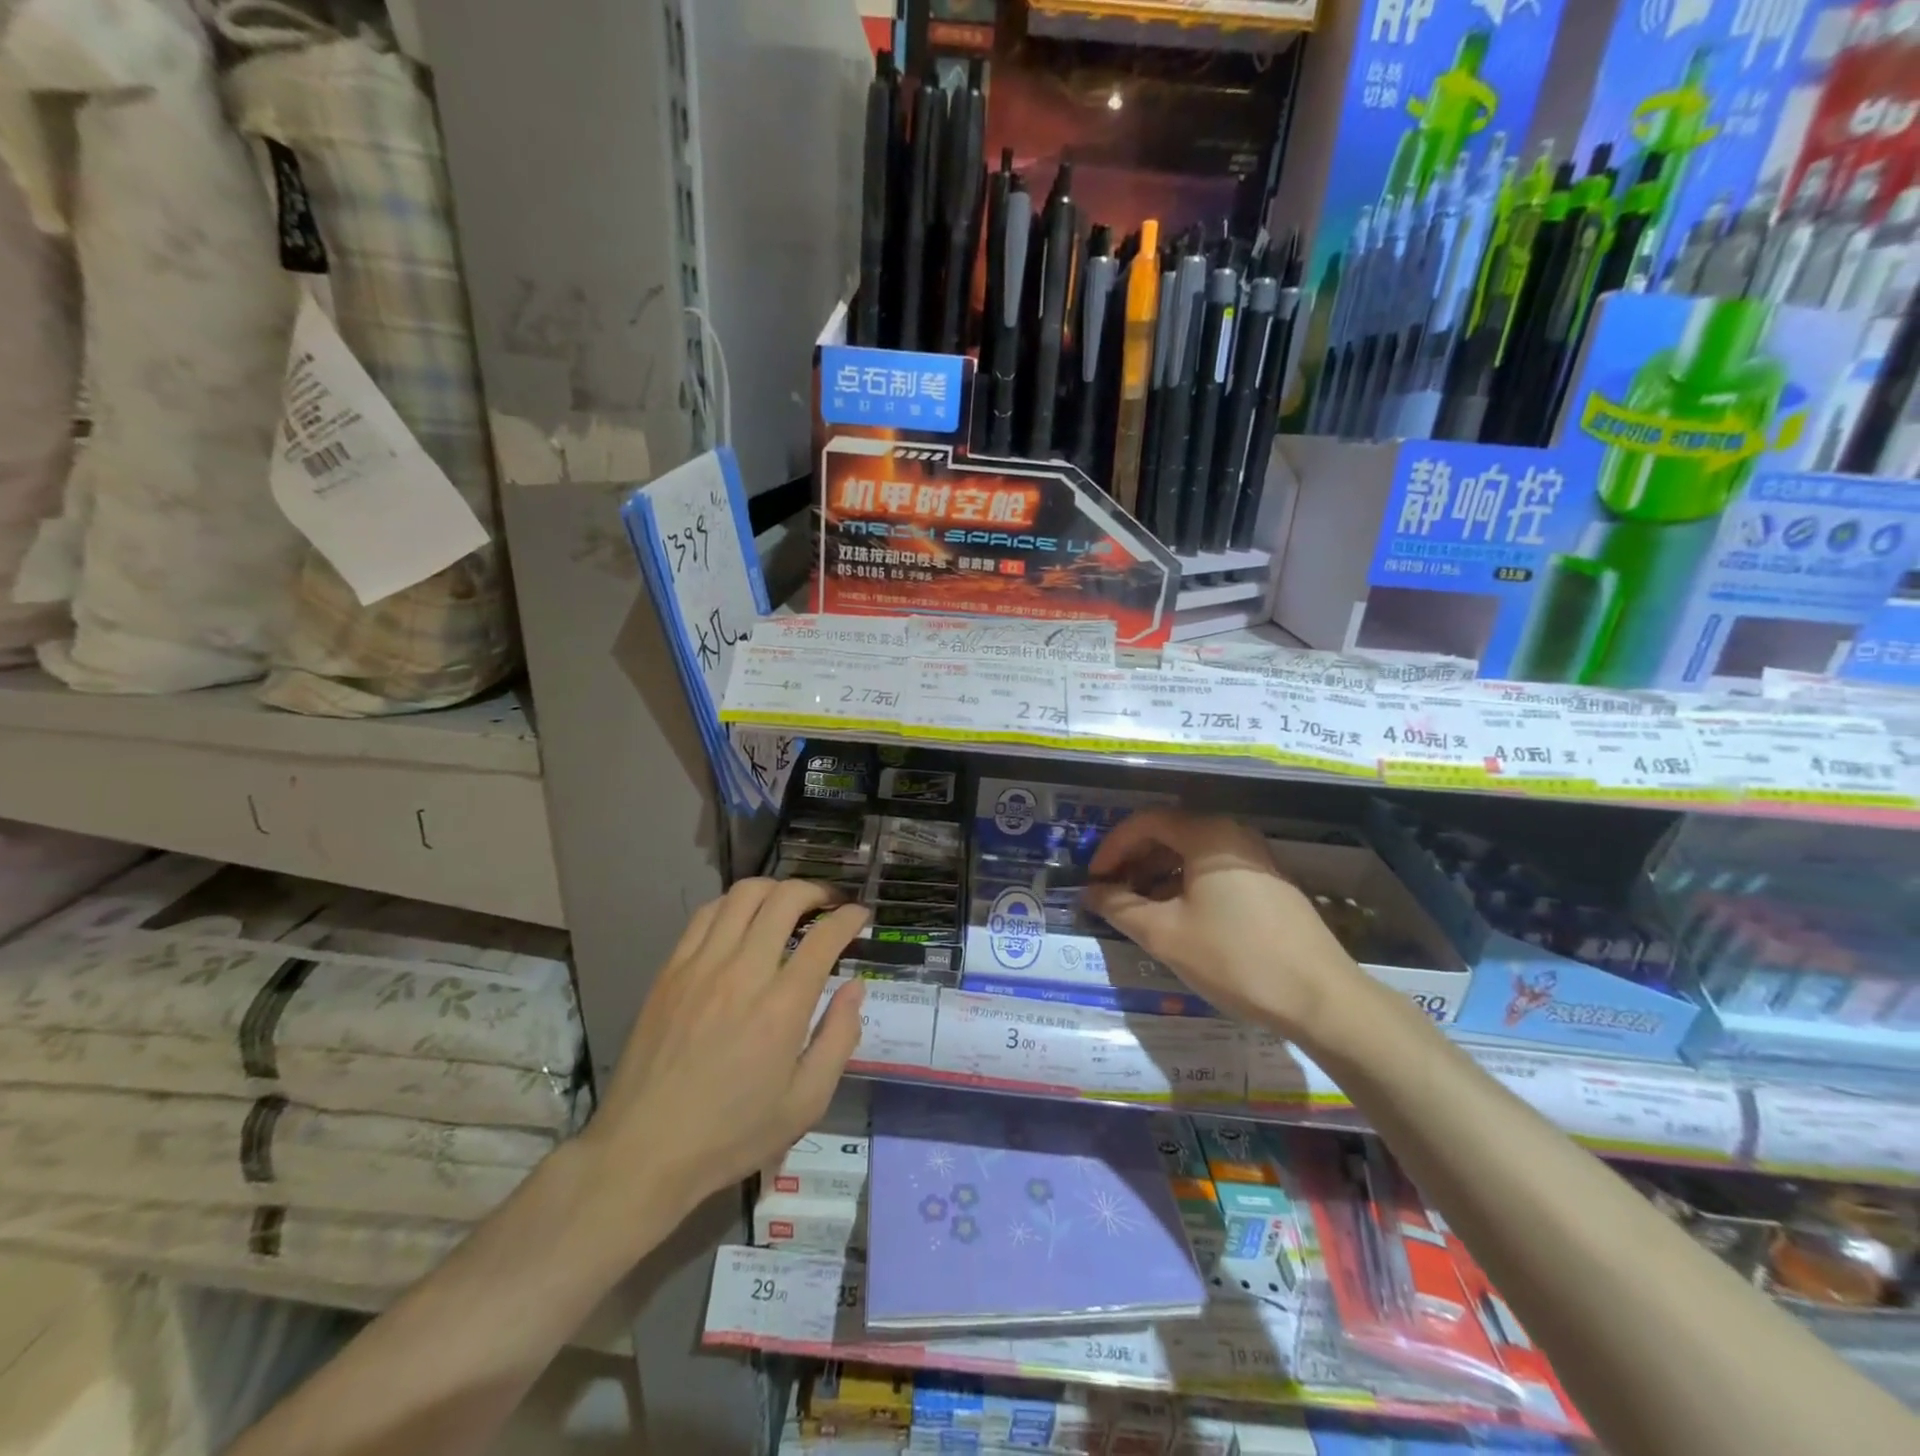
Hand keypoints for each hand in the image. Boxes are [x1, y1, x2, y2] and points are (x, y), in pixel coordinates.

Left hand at [577, 879, 869, 1243]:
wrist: (642, 1152)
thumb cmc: (732, 1134)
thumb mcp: (805, 1103)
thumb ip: (839, 1038)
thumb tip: (855, 987)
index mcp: (781, 1007)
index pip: (824, 936)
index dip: (850, 917)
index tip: (860, 915)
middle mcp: (742, 972)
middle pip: (784, 899)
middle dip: (817, 891)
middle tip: (830, 903)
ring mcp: (700, 966)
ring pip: (742, 895)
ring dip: (775, 889)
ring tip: (789, 904)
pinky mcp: (670, 971)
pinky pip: (705, 915)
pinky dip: (733, 905)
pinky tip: (743, 921)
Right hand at [1083, 810, 1362, 1040]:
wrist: (1321, 999)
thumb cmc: (1235, 958)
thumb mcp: (1165, 935)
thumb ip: (1120, 907)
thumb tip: (1090, 893)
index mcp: (1208, 835)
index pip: (1146, 822)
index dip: (1112, 847)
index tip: (1093, 879)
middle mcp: (1233, 836)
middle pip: (1170, 834)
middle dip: (1134, 861)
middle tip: (1111, 893)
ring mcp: (1256, 860)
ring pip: (1192, 855)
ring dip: (1158, 876)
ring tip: (1137, 910)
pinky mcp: (1269, 885)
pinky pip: (1215, 872)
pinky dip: (1185, 886)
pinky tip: (1177, 919)